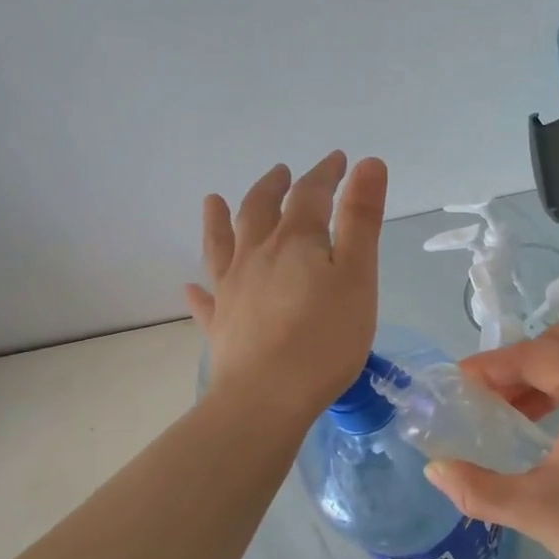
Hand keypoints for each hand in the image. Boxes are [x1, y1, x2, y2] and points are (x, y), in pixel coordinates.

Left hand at [186, 152, 387, 426]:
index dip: (325, 173)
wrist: (267, 398)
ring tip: (214, 201)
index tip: (338, 160)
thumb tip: (367, 163)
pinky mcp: (220, 325)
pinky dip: (199, 289)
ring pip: (222, 244)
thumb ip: (361, 220)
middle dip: (273, 187)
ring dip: (219, 219)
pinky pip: (206, 300)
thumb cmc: (325, 338)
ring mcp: (231, 290)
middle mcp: (256, 255)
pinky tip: (191, 287)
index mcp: (294, 241)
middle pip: (259, 209)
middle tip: (280, 173)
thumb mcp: (358, 276)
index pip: (309, 194)